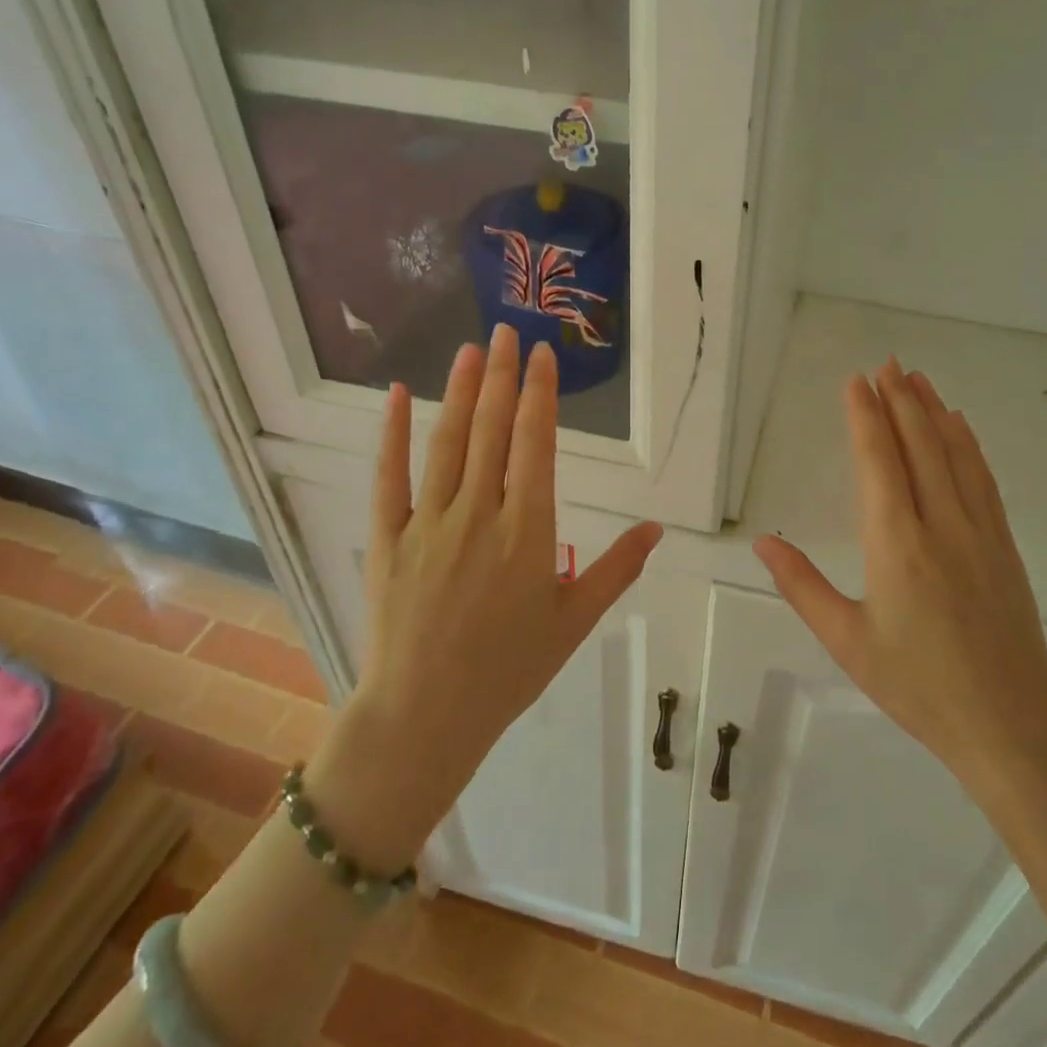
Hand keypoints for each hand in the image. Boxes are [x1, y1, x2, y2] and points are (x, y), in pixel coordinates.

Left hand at [315, 326, 662, 869]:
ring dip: (463, 391)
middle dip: (504, 376)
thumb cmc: (509, 670)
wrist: (426, 716)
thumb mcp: (575, 621)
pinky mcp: (389, 537)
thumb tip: (657, 528)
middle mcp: (479, 514)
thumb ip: (617, 569)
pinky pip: (390, 476)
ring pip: (448, 442)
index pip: (536, 445)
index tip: (544, 356)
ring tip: (472, 349)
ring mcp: (429, 522)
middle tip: (510, 331)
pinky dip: (393, 432)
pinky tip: (398, 394)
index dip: (541, 394)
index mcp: (528, 531)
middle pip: (494, 430)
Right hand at [753, 359, 1046, 805]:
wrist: (1012, 726)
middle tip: (886, 363)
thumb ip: (802, 586)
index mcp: (897, 545)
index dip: (865, 417)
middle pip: (919, 446)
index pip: (879, 462)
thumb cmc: (919, 687)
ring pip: (955, 455)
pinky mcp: (1004, 546)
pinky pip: (983, 480)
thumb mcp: (848, 642)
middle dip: (899, 400)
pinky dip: (968, 445)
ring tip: (917, 379)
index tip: (856, 381)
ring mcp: (980, 533)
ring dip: (934, 412)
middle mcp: (941, 525)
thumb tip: (762, 542)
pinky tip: (960, 427)